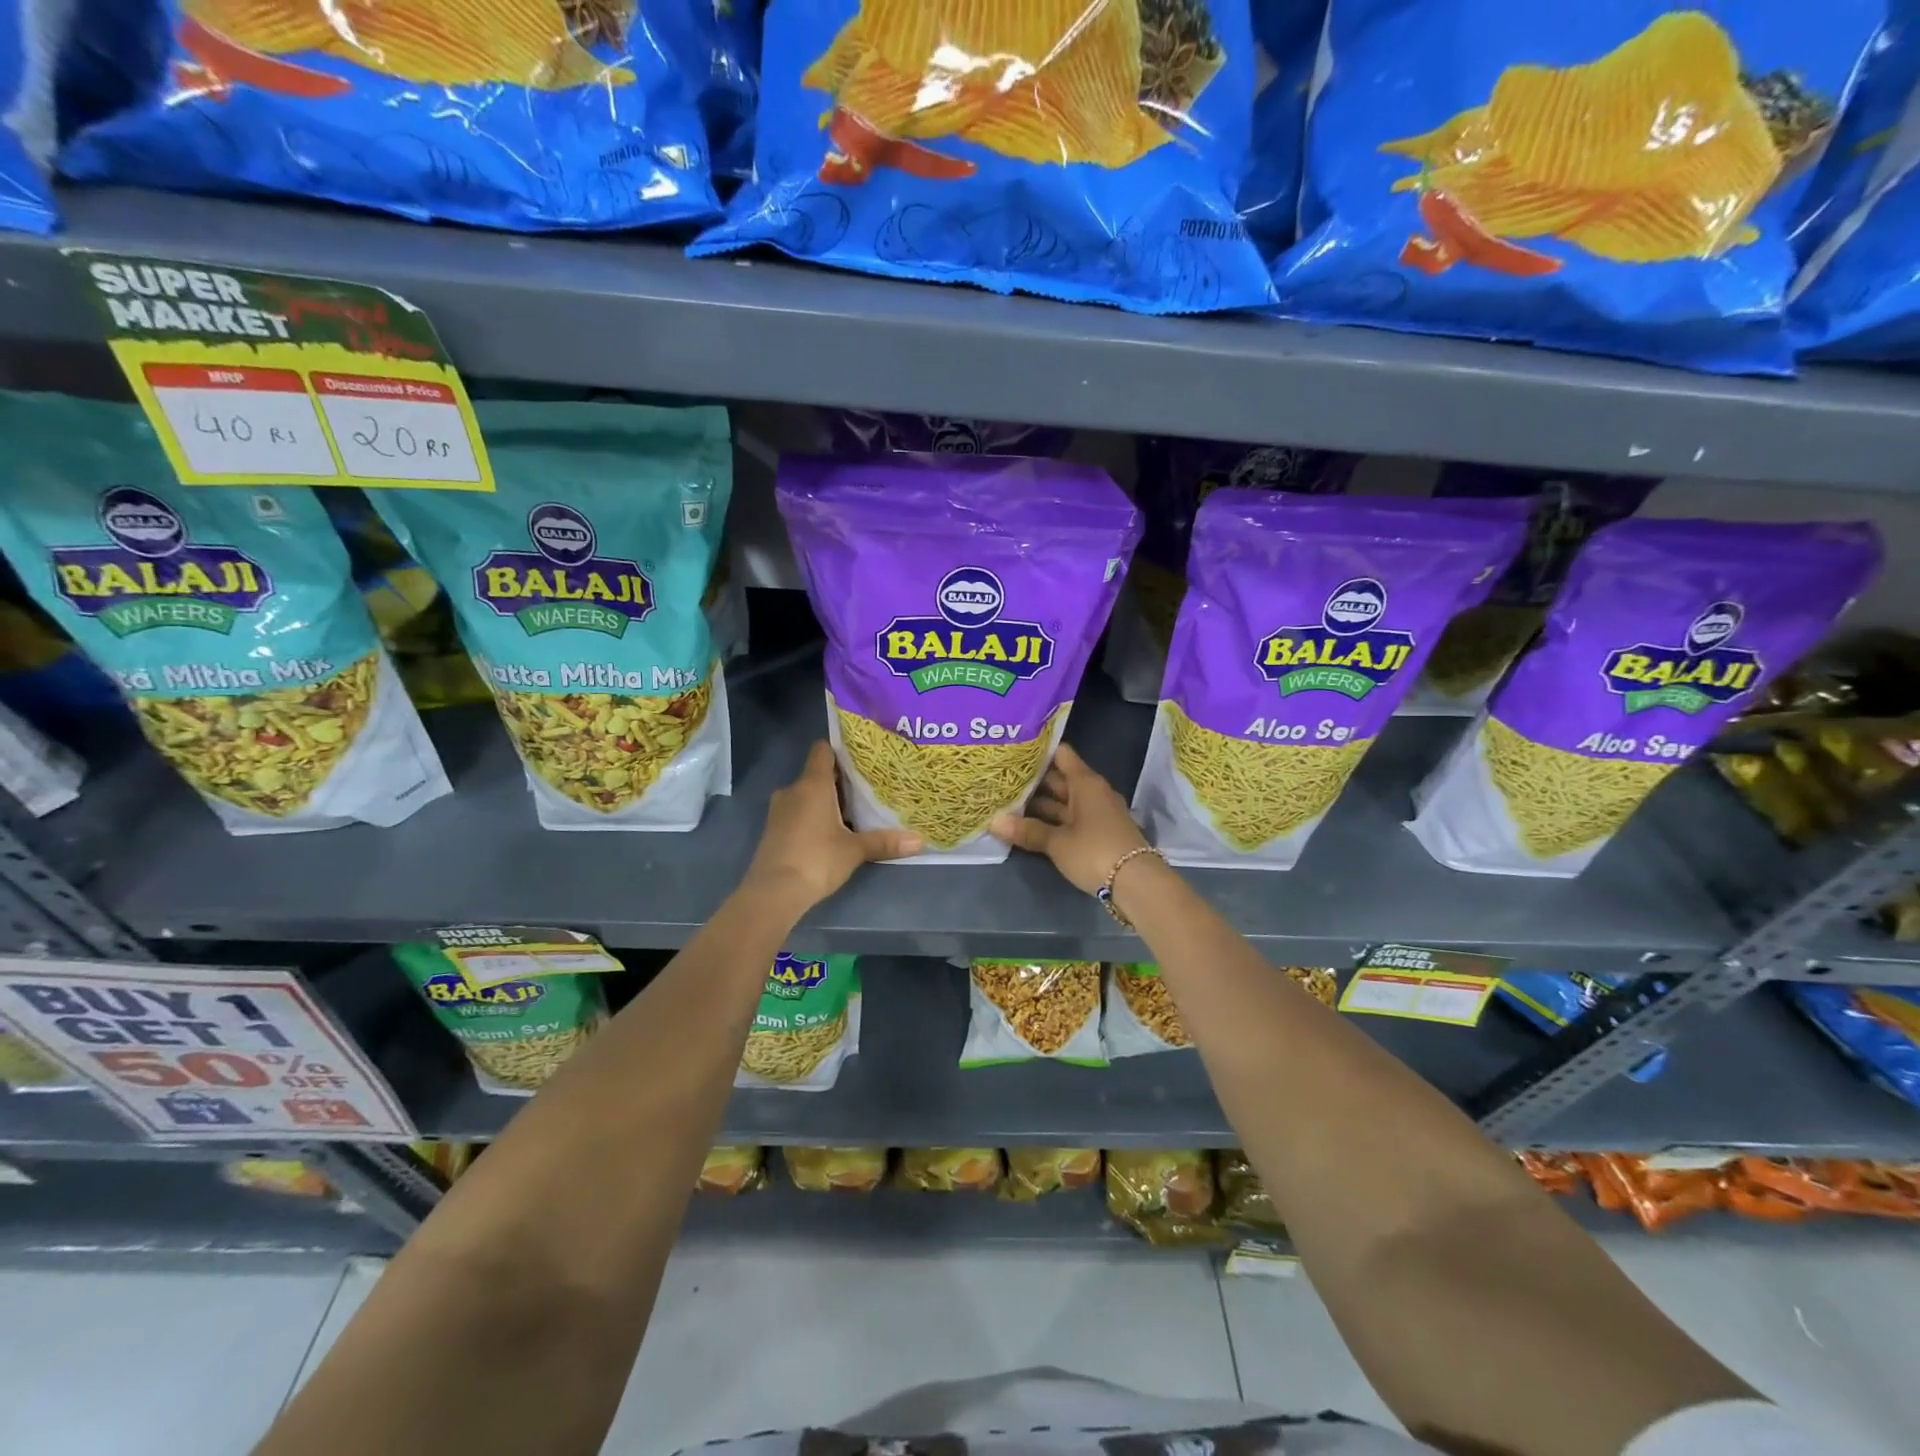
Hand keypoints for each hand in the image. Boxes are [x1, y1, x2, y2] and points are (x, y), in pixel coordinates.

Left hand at [744, 742, 921, 909]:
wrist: (773, 892)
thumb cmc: (817, 860)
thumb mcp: (854, 850)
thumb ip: (884, 842)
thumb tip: (920, 841)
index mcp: (813, 784)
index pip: (822, 750)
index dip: (840, 750)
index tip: (860, 758)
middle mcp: (793, 790)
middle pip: (817, 774)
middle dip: (838, 781)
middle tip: (866, 790)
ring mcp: (779, 810)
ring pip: (806, 795)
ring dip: (825, 801)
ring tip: (851, 813)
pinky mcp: (773, 830)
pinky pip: (796, 812)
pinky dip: (811, 817)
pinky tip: (829, 833)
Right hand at [990, 742, 1147, 894]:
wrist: (1136, 883)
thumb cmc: (1095, 852)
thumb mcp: (1057, 842)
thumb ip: (1027, 831)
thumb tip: (994, 821)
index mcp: (1085, 783)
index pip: (1061, 755)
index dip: (1039, 752)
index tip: (1014, 752)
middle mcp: (1093, 792)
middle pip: (1060, 779)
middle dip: (1034, 781)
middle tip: (1002, 780)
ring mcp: (1098, 813)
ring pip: (1064, 802)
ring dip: (1041, 804)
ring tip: (1009, 803)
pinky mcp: (1099, 833)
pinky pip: (1071, 818)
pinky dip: (1053, 820)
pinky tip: (1030, 825)